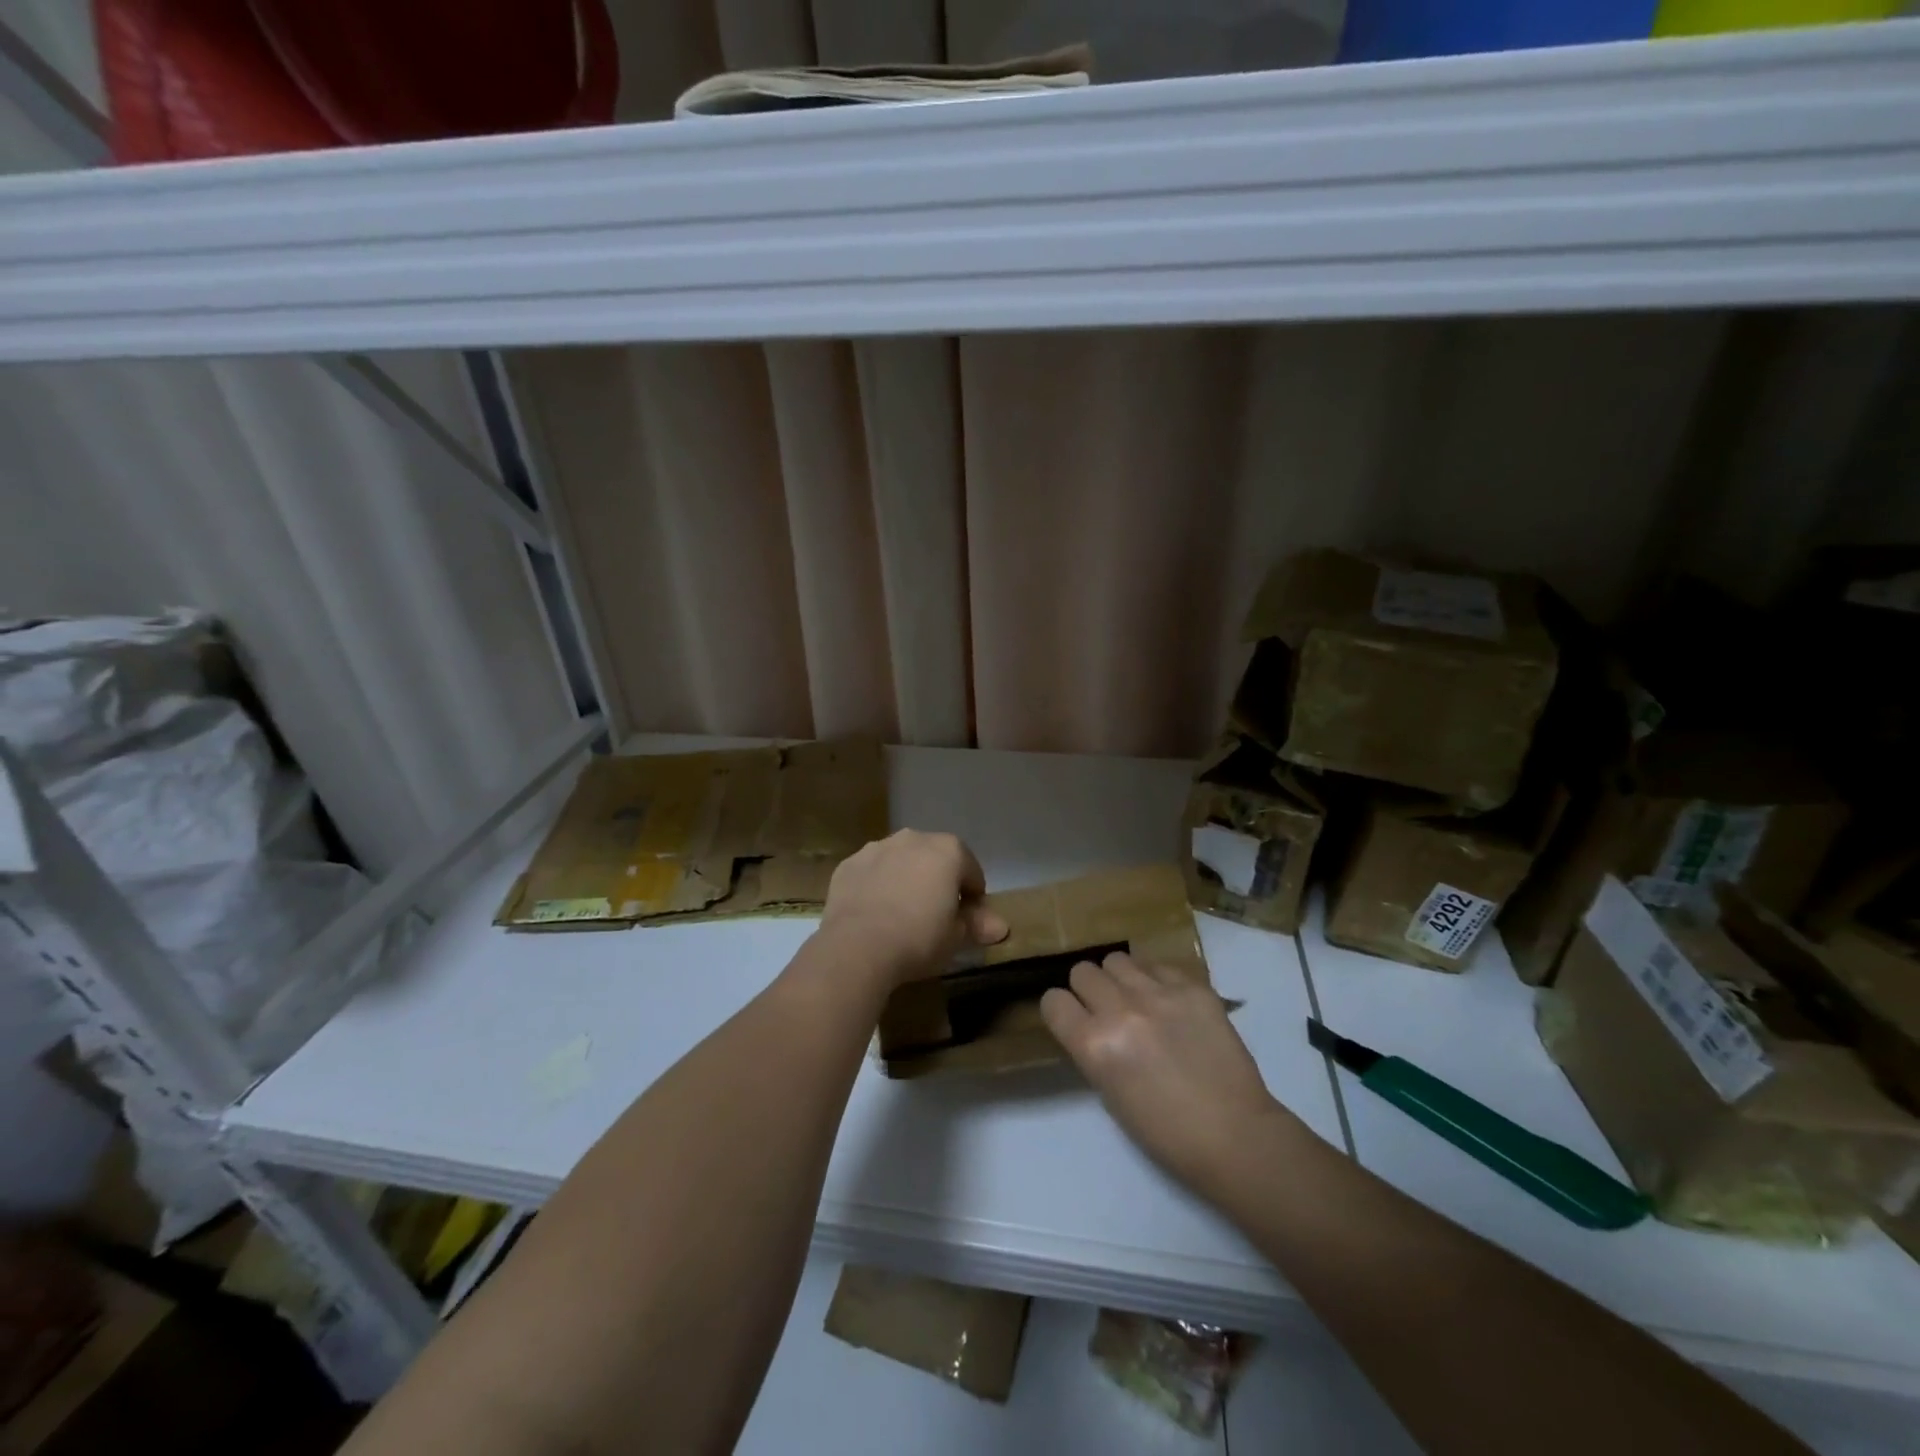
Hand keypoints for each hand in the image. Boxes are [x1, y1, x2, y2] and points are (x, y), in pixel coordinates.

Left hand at [817, 830, 1008, 985]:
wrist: (856, 947)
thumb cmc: (918, 938)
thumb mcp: (956, 937)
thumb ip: (977, 925)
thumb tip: (1000, 926)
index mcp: (948, 850)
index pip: (971, 871)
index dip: (973, 896)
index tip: (967, 920)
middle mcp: (913, 838)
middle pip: (935, 859)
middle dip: (938, 881)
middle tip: (935, 915)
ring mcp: (877, 847)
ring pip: (900, 860)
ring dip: (906, 878)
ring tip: (901, 914)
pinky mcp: (849, 864)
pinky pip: (872, 872)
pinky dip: (876, 885)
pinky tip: (873, 913)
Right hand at [1041, 952, 1289, 1194]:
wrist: (1235, 1135)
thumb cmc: (1166, 1132)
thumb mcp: (1110, 1094)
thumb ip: (1094, 1049)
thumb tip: (1091, 1023)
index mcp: (1094, 1045)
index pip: (1053, 1001)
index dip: (1061, 1010)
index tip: (1072, 1019)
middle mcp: (1121, 1010)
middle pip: (1082, 971)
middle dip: (1088, 989)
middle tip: (1106, 1009)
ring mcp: (1159, 994)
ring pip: (1117, 960)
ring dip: (1120, 979)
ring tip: (1137, 1000)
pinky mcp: (1193, 987)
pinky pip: (1159, 966)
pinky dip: (1157, 981)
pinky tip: (1171, 1005)